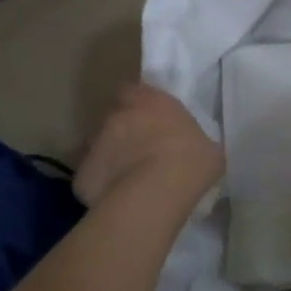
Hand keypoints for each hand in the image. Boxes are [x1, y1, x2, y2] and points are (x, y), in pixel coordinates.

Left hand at [74, 83, 222, 211]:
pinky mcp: (81, 174)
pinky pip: (92, 177)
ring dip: (112, 158)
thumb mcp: (209, 149)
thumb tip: (196, 151)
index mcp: (150, 101)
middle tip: (142, 152)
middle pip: (114, 118)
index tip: (152, 121)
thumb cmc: (190, 162)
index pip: (134, 91)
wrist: (154, 194)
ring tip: (131, 180)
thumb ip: (196, 142)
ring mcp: (94, 144)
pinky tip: (119, 199)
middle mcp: (116, 115)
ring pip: (100, 147)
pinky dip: (102, 185)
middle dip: (124, 131)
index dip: (140, 105)